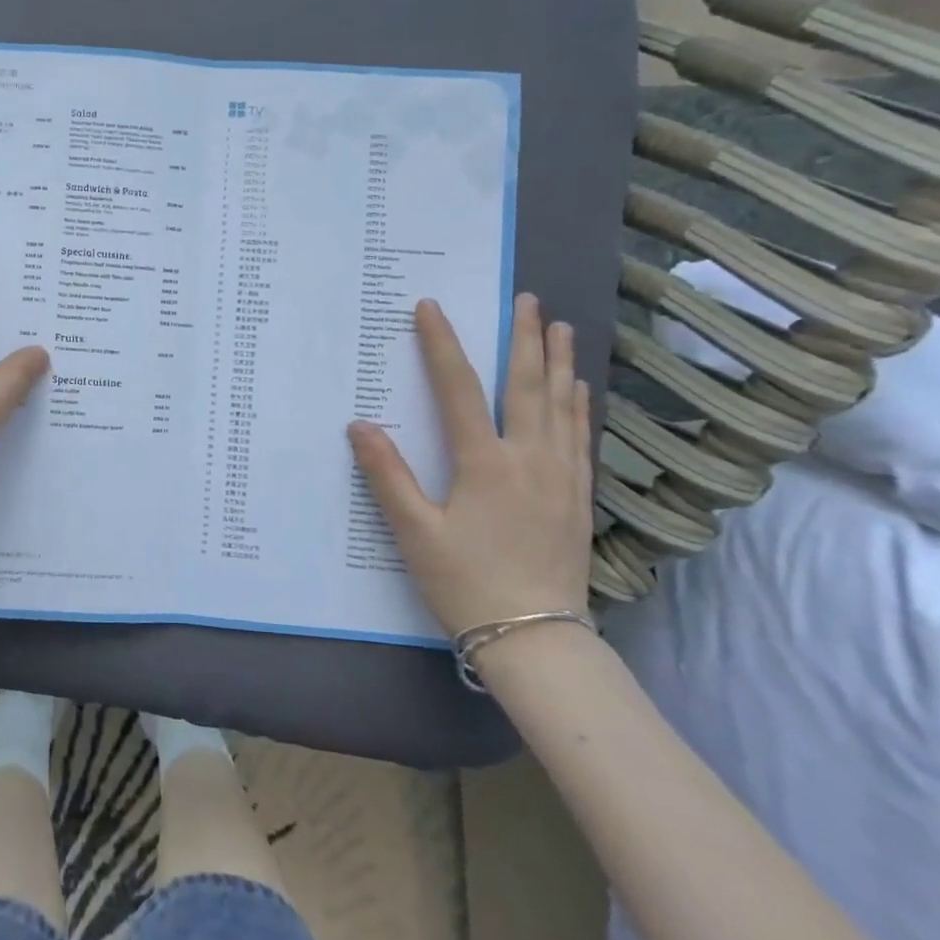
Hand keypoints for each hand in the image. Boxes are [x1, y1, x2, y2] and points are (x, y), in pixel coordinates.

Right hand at [348, 294, 592, 635]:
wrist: (537, 641)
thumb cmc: (467, 583)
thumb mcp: (415, 532)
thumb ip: (387, 475)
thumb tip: (360, 425)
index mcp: (485, 464)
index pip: (458, 389)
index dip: (442, 345)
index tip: (430, 307)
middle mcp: (529, 460)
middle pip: (527, 386)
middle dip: (524, 339)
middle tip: (527, 299)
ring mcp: (561, 478)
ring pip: (562, 406)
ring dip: (558, 362)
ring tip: (558, 327)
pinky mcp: (578, 498)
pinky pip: (579, 436)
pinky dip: (578, 404)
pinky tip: (578, 390)